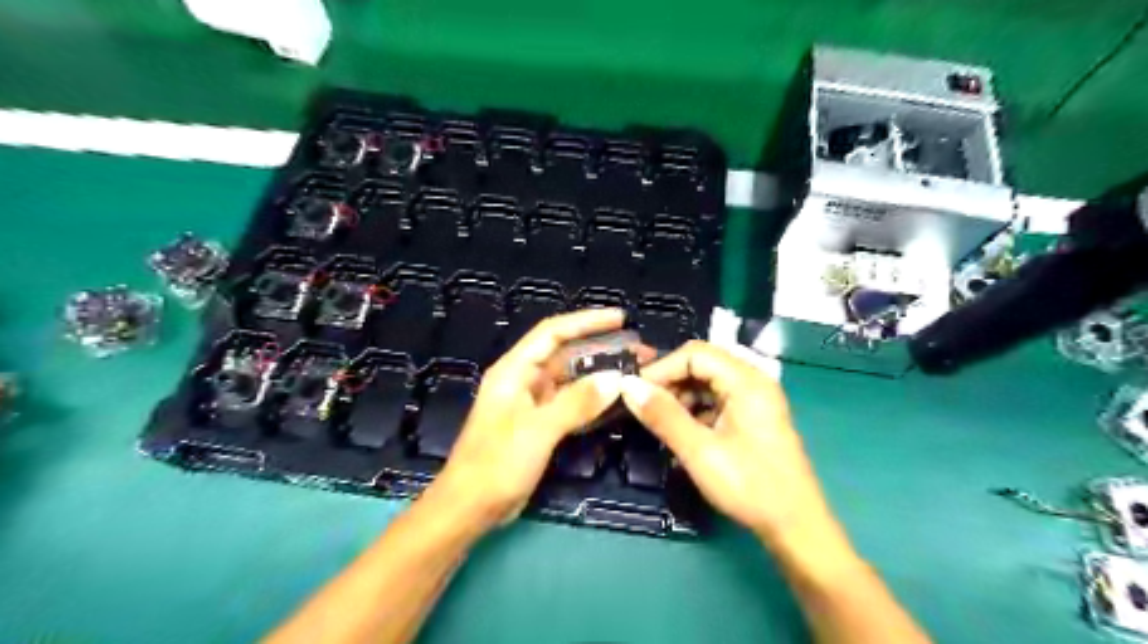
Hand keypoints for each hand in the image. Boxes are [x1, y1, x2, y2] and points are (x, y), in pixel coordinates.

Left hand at [434, 311, 627, 530]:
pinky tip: (619, 402)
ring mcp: (533, 404)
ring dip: (602, 376)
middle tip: (640, 351)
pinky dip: (594, 402)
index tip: (620, 318)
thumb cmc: (496, 463)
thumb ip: (576, 403)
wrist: (471, 508)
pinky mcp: (541, 425)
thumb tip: (616, 379)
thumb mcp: (537, 430)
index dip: (586, 322)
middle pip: (567, 355)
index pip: (553, 333)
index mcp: (514, 370)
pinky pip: (573, 405)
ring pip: (573, 381)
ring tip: (636, 373)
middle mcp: (524, 380)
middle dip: (602, 350)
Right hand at [625, 341, 840, 548]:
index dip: (661, 368)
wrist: (794, 525)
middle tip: (643, 406)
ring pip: (707, 382)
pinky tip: (682, 431)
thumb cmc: (749, 486)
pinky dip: (695, 409)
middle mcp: (753, 381)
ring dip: (680, 396)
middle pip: (702, 364)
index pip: (695, 354)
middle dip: (670, 382)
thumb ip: (663, 415)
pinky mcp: (752, 416)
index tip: (634, 391)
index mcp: (746, 381)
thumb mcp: (699, 451)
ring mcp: (754, 399)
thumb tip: (628, 386)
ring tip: (660, 422)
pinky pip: (716, 399)